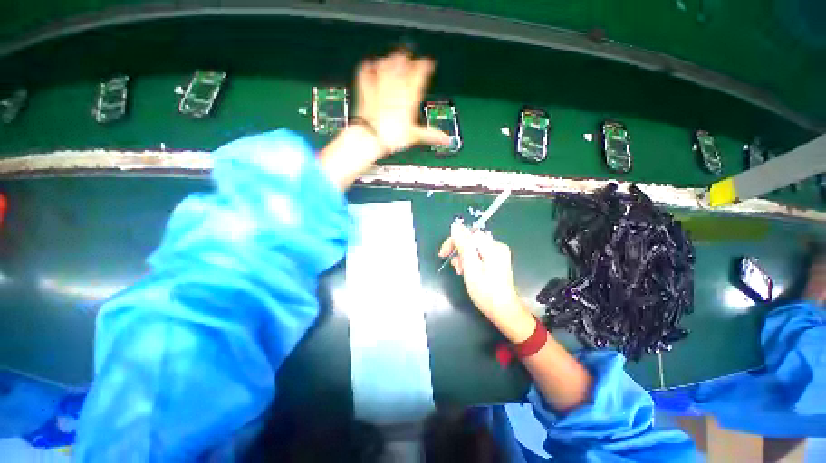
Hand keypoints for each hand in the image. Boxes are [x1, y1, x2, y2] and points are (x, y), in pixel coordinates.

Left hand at [355, 50, 450, 153]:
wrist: (371, 137)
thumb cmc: (392, 136)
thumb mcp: (414, 135)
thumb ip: (431, 135)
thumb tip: (446, 139)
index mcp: (409, 96)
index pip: (420, 73)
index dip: (425, 66)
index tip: (428, 63)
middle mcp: (395, 86)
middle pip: (402, 64)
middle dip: (407, 60)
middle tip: (408, 58)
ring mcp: (379, 85)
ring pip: (386, 64)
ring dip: (390, 60)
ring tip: (392, 59)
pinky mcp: (365, 89)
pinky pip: (365, 72)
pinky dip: (368, 67)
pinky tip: (369, 65)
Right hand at [438, 223, 522, 318]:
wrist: (503, 311)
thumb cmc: (485, 291)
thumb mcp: (471, 267)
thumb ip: (463, 244)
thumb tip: (455, 226)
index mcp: (492, 246)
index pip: (468, 234)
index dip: (453, 242)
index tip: (443, 255)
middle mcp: (496, 246)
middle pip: (471, 241)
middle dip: (460, 253)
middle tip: (456, 268)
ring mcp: (497, 254)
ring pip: (473, 249)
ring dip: (464, 259)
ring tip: (461, 273)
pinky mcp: (496, 262)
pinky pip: (478, 256)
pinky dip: (470, 263)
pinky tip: (468, 273)